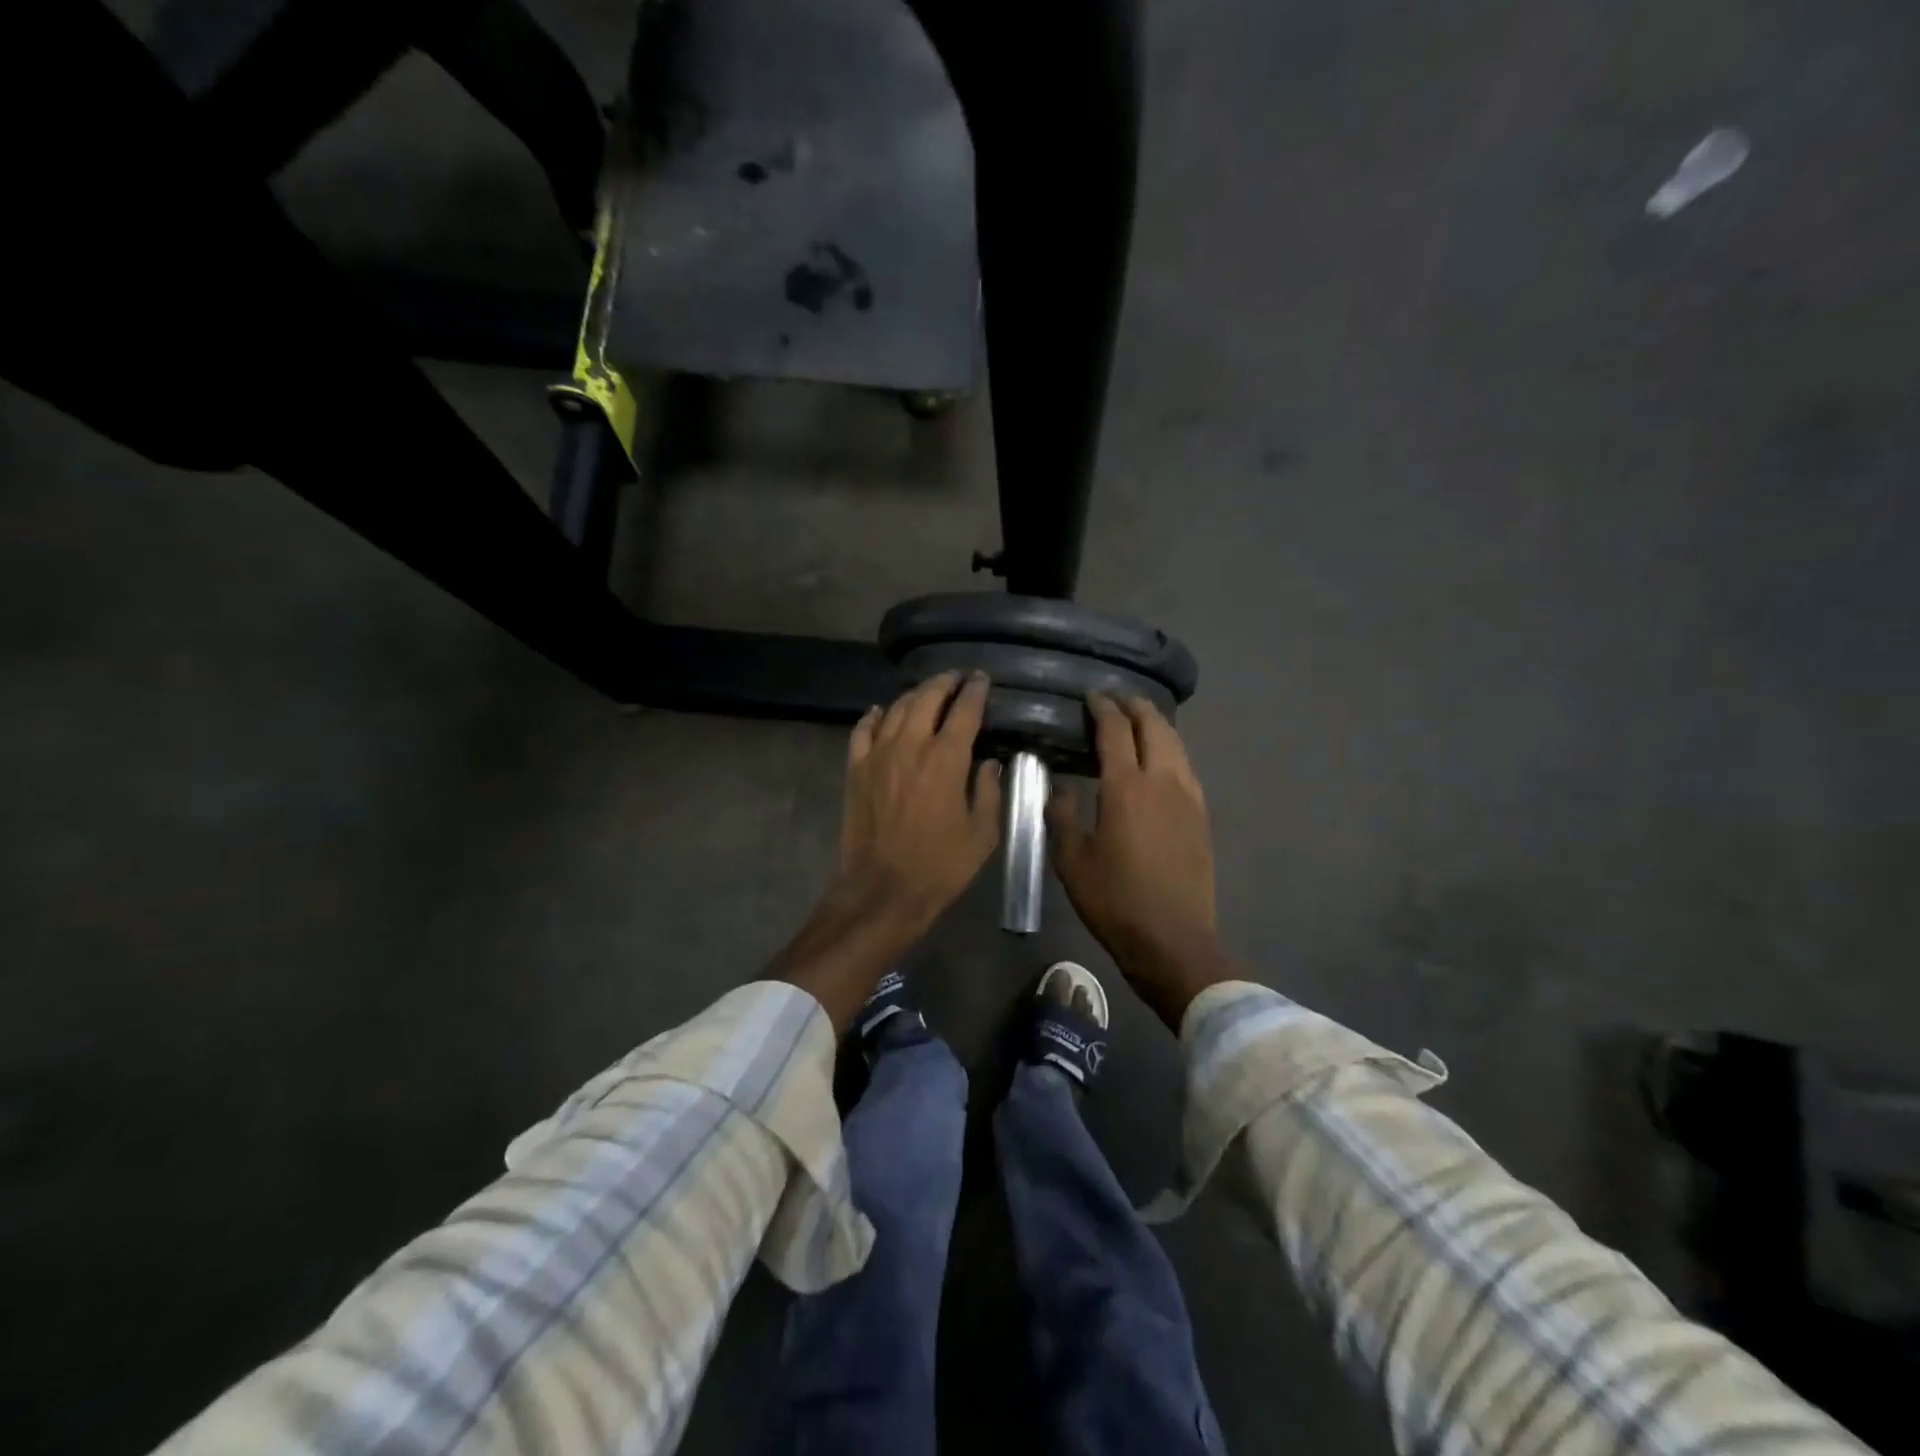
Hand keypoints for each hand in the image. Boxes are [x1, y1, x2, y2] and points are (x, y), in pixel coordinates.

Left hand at [772, 672, 1001, 1032]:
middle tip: (956, 678)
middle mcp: (910, 746)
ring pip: (895, 709)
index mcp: (945, 760)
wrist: (883, 890)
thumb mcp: (982, 834)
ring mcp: (877, 755)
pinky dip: (874, 716)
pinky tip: (880, 712)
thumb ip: (988, 791)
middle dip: (944, 683)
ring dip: (914, 695)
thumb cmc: (940, 866)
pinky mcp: (856, 770)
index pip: (964, 711)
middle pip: (926, 699)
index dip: (975, 691)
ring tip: (927, 692)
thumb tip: (988, 763)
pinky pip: (862, 730)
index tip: (981, 679)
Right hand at [1049, 694, 1234, 1028]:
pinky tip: (1161, 759)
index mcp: (1126, 787)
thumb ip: (1062, 816)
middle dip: (1135, 707)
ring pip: (1176, 744)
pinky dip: (1171, 750)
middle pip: (1153, 727)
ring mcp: (1188, 797)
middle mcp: (1162, 781)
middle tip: (1116, 700)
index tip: (1091, 697)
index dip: (1102, 709)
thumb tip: (1059, 788)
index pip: (1115, 731)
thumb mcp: (1072, 860)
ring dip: (1156, 725)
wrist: (1172, 938)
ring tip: (1139, 720)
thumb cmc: (1114, 900)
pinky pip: (1186, 766)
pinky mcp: (1201, 815)